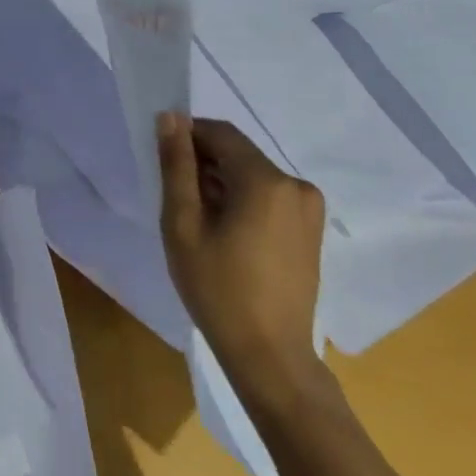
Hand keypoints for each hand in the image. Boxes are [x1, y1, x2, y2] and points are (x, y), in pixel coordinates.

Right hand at [157, 112, 327, 408]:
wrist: (271, 357)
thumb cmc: (218, 290)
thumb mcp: (183, 224)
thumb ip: (176, 165)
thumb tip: (171, 117)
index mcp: (265, 179)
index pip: (219, 133)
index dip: (187, 137)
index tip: (165, 164)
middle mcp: (295, 184)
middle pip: (238, 153)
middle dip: (204, 164)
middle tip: (178, 201)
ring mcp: (308, 208)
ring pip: (252, 174)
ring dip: (223, 184)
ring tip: (201, 223)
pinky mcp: (311, 229)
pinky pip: (269, 196)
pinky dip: (243, 201)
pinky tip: (228, 236)